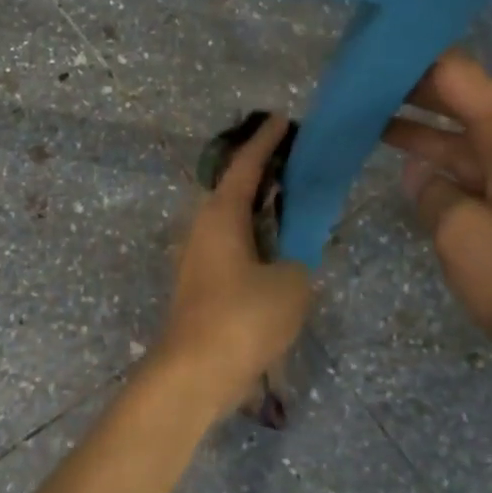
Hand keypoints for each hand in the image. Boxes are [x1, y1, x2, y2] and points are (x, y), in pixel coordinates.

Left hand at [152, 114, 312, 419]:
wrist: (193, 374)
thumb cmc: (242, 318)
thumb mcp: (291, 285)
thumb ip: (298, 262)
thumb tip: (289, 262)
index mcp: (221, 215)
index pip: (246, 165)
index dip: (266, 140)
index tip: (281, 118)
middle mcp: (202, 228)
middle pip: (234, 189)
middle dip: (262, 174)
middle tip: (295, 163)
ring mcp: (196, 258)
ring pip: (231, 221)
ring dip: (258, 211)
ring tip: (291, 208)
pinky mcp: (198, 286)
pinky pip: (231, 248)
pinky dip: (253, 240)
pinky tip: (276, 255)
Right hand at [383, 52, 491, 431]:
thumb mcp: (460, 234)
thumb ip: (429, 191)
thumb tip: (418, 173)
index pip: (453, 73)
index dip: (406, 60)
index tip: (358, 58)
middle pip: (458, 100)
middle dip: (405, 92)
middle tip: (348, 89)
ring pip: (461, 138)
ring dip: (416, 132)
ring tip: (359, 122)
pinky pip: (473, 172)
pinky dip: (437, 168)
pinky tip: (400, 167)